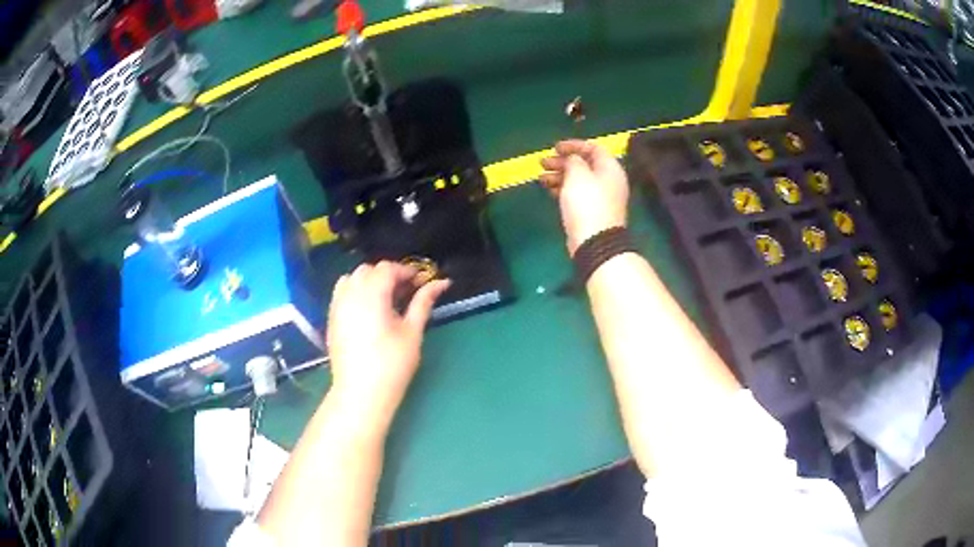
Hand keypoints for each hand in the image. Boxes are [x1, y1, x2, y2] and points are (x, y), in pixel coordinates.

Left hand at [326, 262, 450, 427]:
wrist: (361, 393)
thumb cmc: (392, 364)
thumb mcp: (412, 332)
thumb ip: (423, 302)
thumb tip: (441, 282)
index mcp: (372, 294)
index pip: (387, 268)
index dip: (405, 271)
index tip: (420, 283)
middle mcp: (350, 294)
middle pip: (368, 270)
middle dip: (387, 275)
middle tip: (406, 292)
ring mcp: (337, 306)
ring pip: (352, 279)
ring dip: (369, 281)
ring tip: (385, 300)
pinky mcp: (332, 319)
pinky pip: (341, 293)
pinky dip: (355, 292)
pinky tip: (368, 311)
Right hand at [540, 140, 629, 255]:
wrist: (595, 241)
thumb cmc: (587, 203)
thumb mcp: (578, 174)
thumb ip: (574, 160)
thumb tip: (573, 159)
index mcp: (610, 168)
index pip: (593, 148)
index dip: (573, 145)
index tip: (555, 148)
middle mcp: (608, 181)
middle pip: (584, 164)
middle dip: (562, 161)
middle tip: (543, 162)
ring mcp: (600, 198)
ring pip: (578, 180)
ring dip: (559, 175)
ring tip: (541, 177)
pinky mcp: (592, 211)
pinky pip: (577, 194)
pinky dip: (563, 189)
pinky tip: (549, 190)